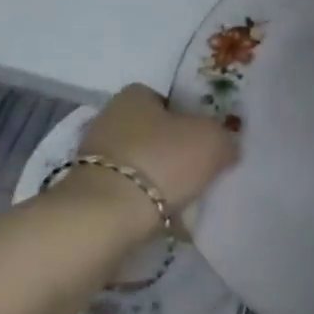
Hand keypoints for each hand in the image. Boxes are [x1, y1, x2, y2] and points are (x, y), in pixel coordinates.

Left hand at [75, 84, 236, 217]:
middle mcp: (109, 118)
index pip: (167, 99)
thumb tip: (225, 147)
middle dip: (174, 151)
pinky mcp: (88, 191)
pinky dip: (143, 202)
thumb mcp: (212, 141)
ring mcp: (94, 156)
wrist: (106, 215)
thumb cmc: (162, 162)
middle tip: (199, 171)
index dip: (190, 117)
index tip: (205, 141)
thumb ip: (224, 138)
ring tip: (184, 201)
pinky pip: (127, 192)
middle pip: (153, 132)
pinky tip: (162, 218)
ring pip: (140, 163)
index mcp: (134, 95)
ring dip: (159, 179)